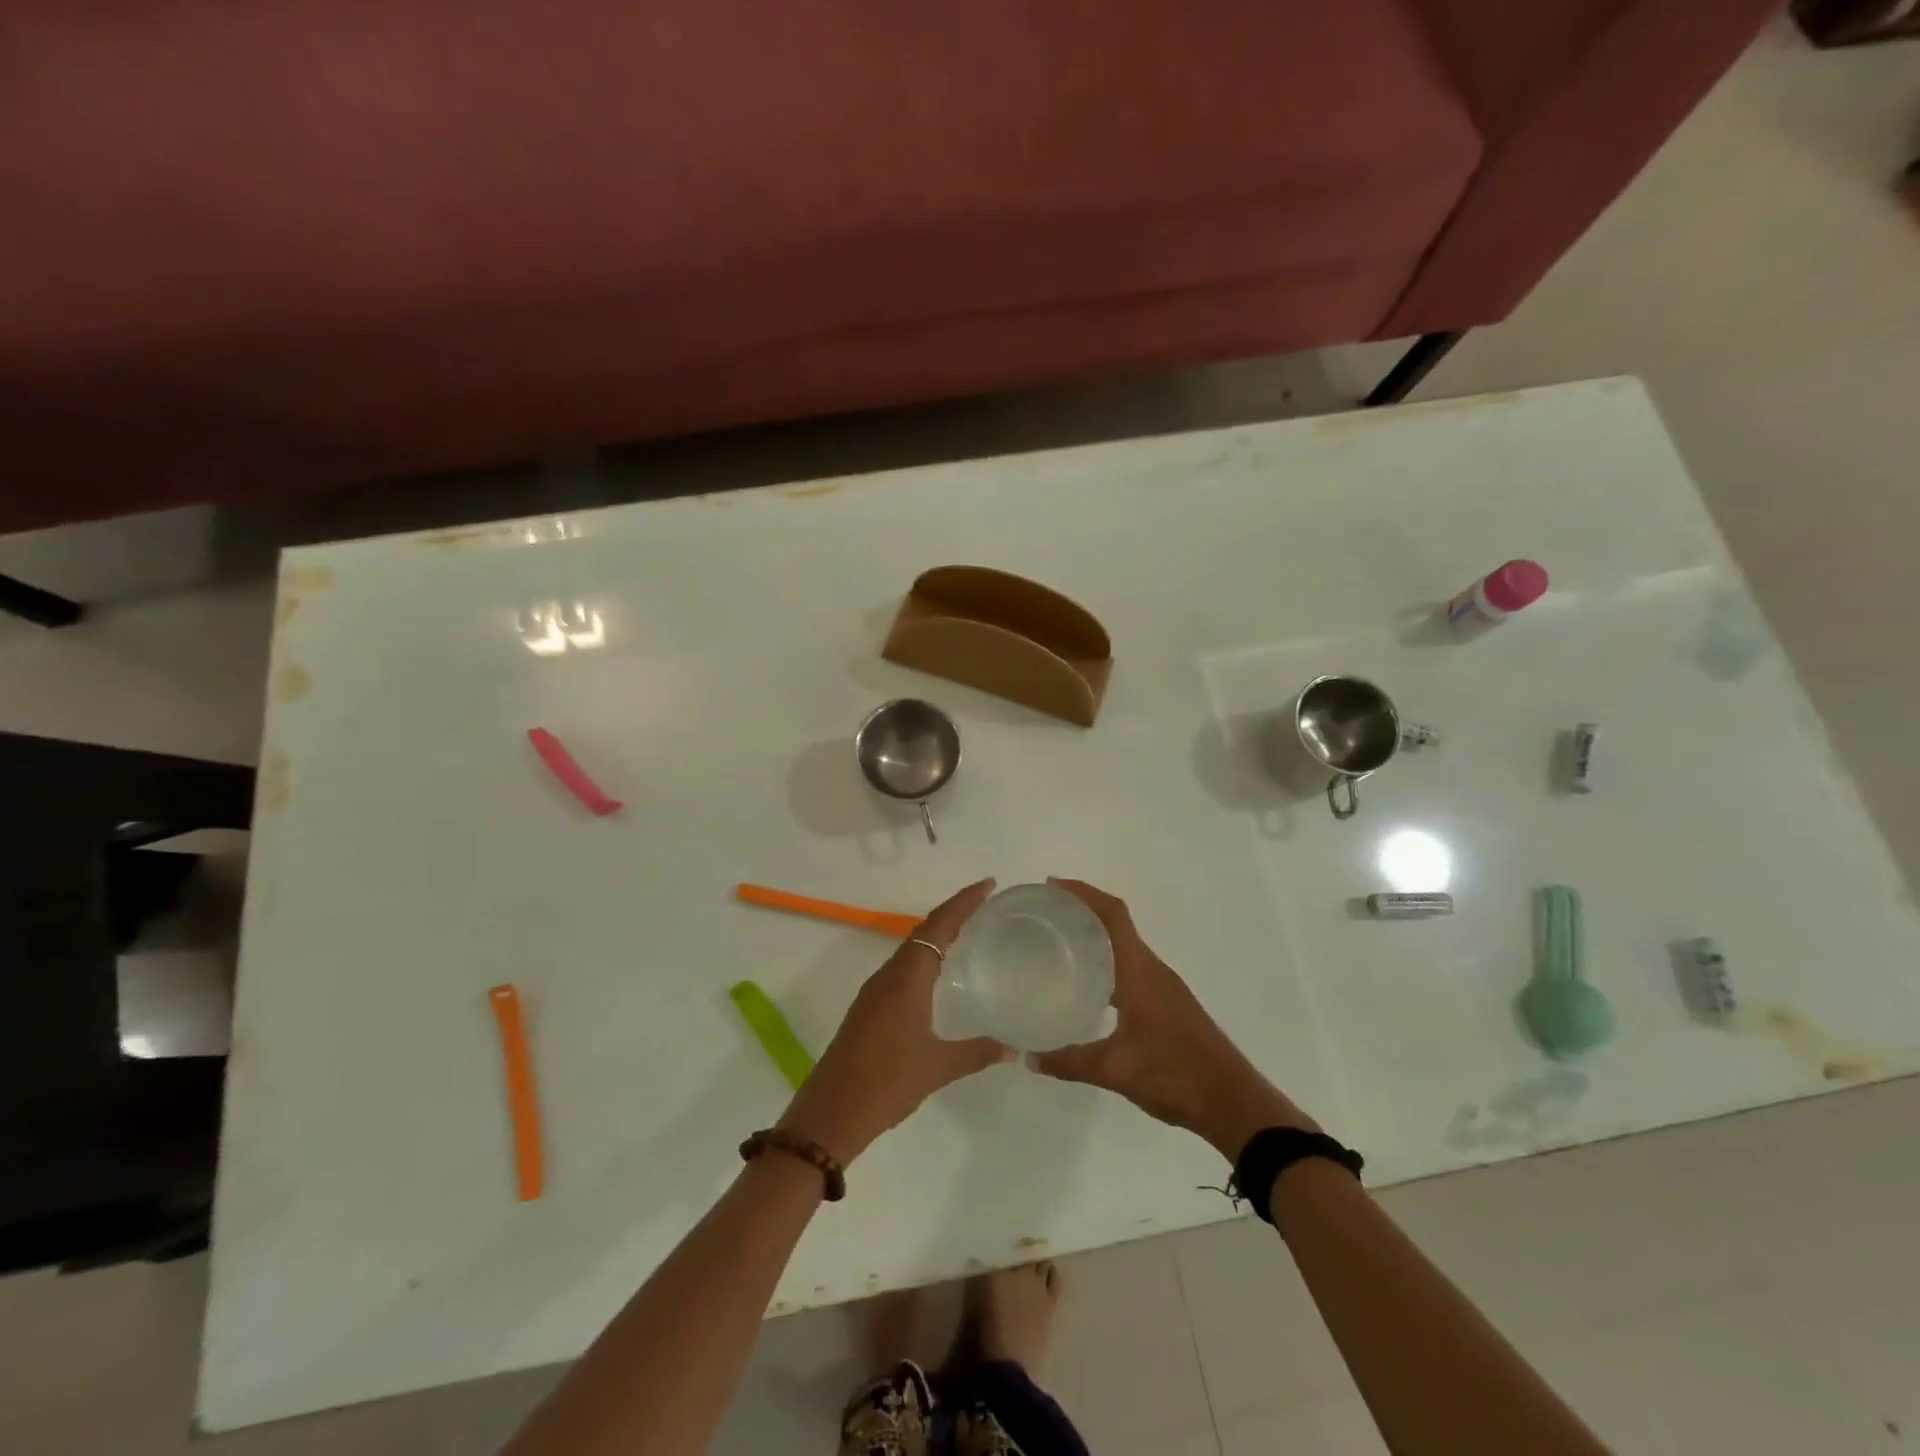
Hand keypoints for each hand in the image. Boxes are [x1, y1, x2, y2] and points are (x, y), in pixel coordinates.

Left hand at [778, 879, 1010, 1166]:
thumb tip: (1012, 1048)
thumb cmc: (887, 1081)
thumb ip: (977, 1052)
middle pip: (924, 930)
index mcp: (907, 977)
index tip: (987, 884)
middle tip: (984, 902)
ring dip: (937, 934)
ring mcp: (875, 991)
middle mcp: (889, 975)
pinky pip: (902, 968)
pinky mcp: (869, 1008)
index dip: (963, 902)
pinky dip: (924, 957)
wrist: (831, 1112)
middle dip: (953, 912)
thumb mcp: (938, 1066)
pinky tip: (937, 974)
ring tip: (966, 931)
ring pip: (910, 948)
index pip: (939, 926)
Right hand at [1028, 879, 1315, 1158]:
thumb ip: (1069, 1062)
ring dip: (1096, 937)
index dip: (1084, 893)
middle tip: (1046, 915)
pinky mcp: (1169, 1004)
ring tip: (1060, 945)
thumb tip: (1030, 1057)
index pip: (1113, 915)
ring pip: (1126, 947)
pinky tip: (1090, 987)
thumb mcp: (1114, 1070)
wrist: (1233, 1103)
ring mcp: (1164, 987)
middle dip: (1083, 911)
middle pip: (1117, 924)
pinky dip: (1108, 963)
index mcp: (1140, 972)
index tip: (1053, 886)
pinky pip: (1132, 968)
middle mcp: (1153, 970)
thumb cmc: (1175, 1075)